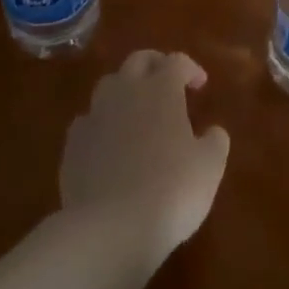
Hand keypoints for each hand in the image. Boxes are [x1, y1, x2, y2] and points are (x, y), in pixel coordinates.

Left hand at [59, 51, 230, 265]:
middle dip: (155, 65)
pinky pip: (88, 121)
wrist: (110, 228)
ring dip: (125, 91)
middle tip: (167, 82)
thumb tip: (213, 131)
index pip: (176, 62)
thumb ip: (215, 141)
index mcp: (161, 89)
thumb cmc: (171, 190)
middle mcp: (125, 92)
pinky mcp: (73, 145)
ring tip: (136, 112)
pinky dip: (101, 125)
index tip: (200, 84)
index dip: (191, 69)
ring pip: (108, 86)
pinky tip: (108, 145)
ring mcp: (94, 116)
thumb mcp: (210, 167)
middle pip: (138, 61)